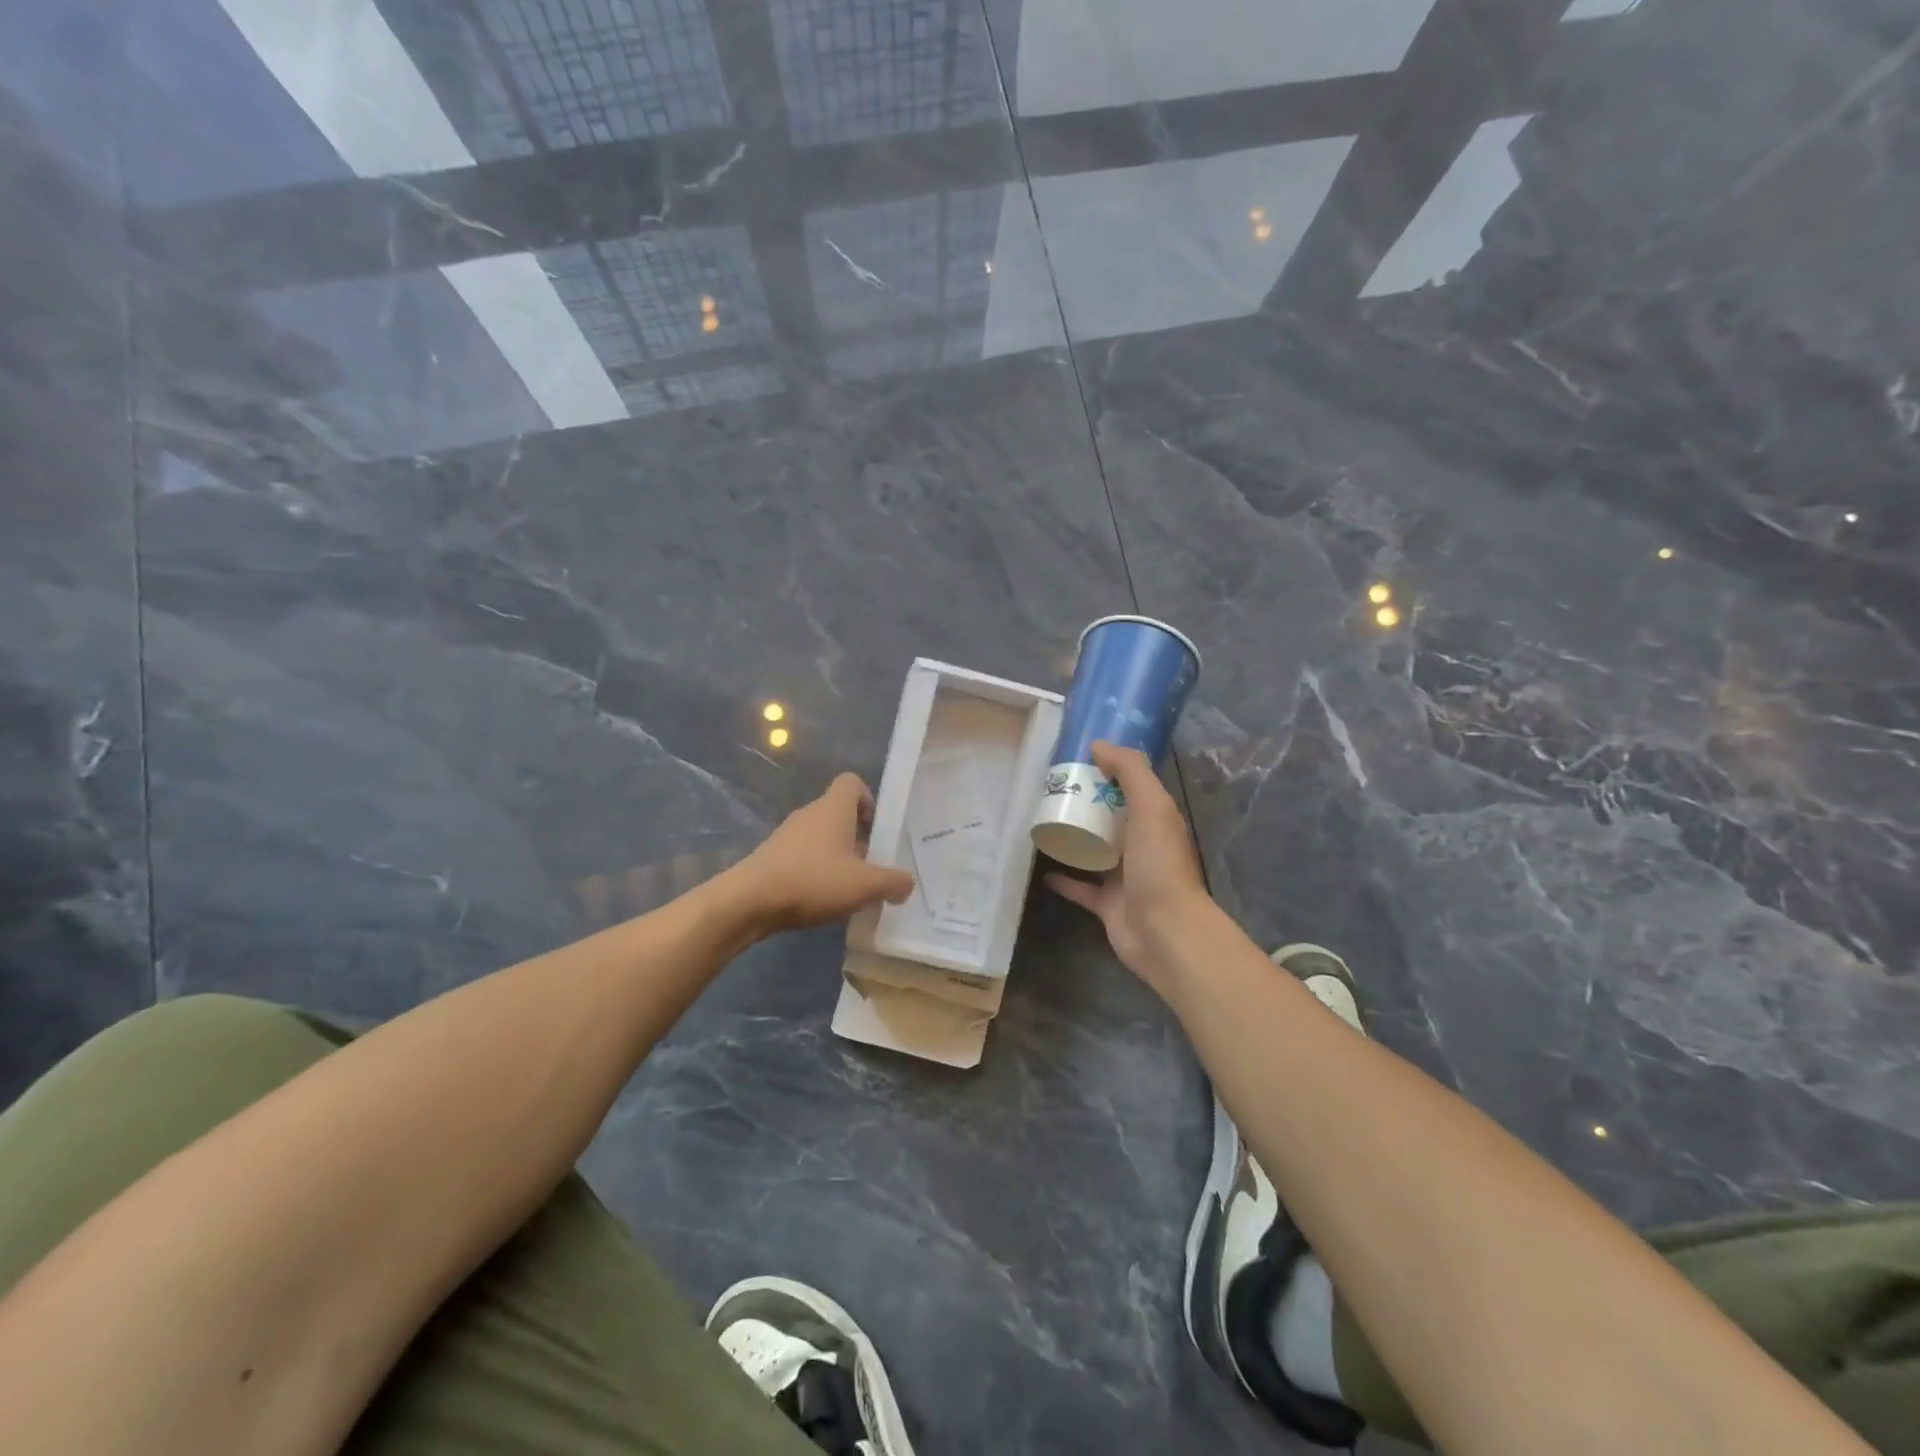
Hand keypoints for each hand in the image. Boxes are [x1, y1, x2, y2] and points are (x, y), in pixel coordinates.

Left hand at [727, 773, 915, 935]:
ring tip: (846, 889)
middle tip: (869, 868)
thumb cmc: (812, 881)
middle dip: (857, 838)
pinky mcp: (771, 857)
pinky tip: (820, 900)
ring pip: (820, 837)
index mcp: (833, 809)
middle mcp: (809, 814)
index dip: (868, 800)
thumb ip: (893, 882)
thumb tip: (907, 883)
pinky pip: (802, 856)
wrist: (748, 901)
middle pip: (838, 813)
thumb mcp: (865, 885)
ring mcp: (786, 835)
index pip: (852, 782)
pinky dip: (815, 872)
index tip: (876, 830)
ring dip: (836, 856)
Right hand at [1046, 741, 1211, 995]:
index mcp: (1155, 819)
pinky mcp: (1106, 904)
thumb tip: (1098, 744)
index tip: (1076, 756)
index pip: (1131, 786)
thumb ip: (1130, 772)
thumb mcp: (1151, 807)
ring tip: (1043, 821)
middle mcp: (1141, 845)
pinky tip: (1041, 869)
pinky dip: (1064, 879)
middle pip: (1110, 816)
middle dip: (1086, 801)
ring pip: (1094, 850)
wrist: (1164, 931)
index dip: (1108, 769)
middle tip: (1051, 787)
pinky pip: (1081, 887)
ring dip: (1074, 837)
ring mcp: (1124, 876)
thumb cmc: (1159, 864)